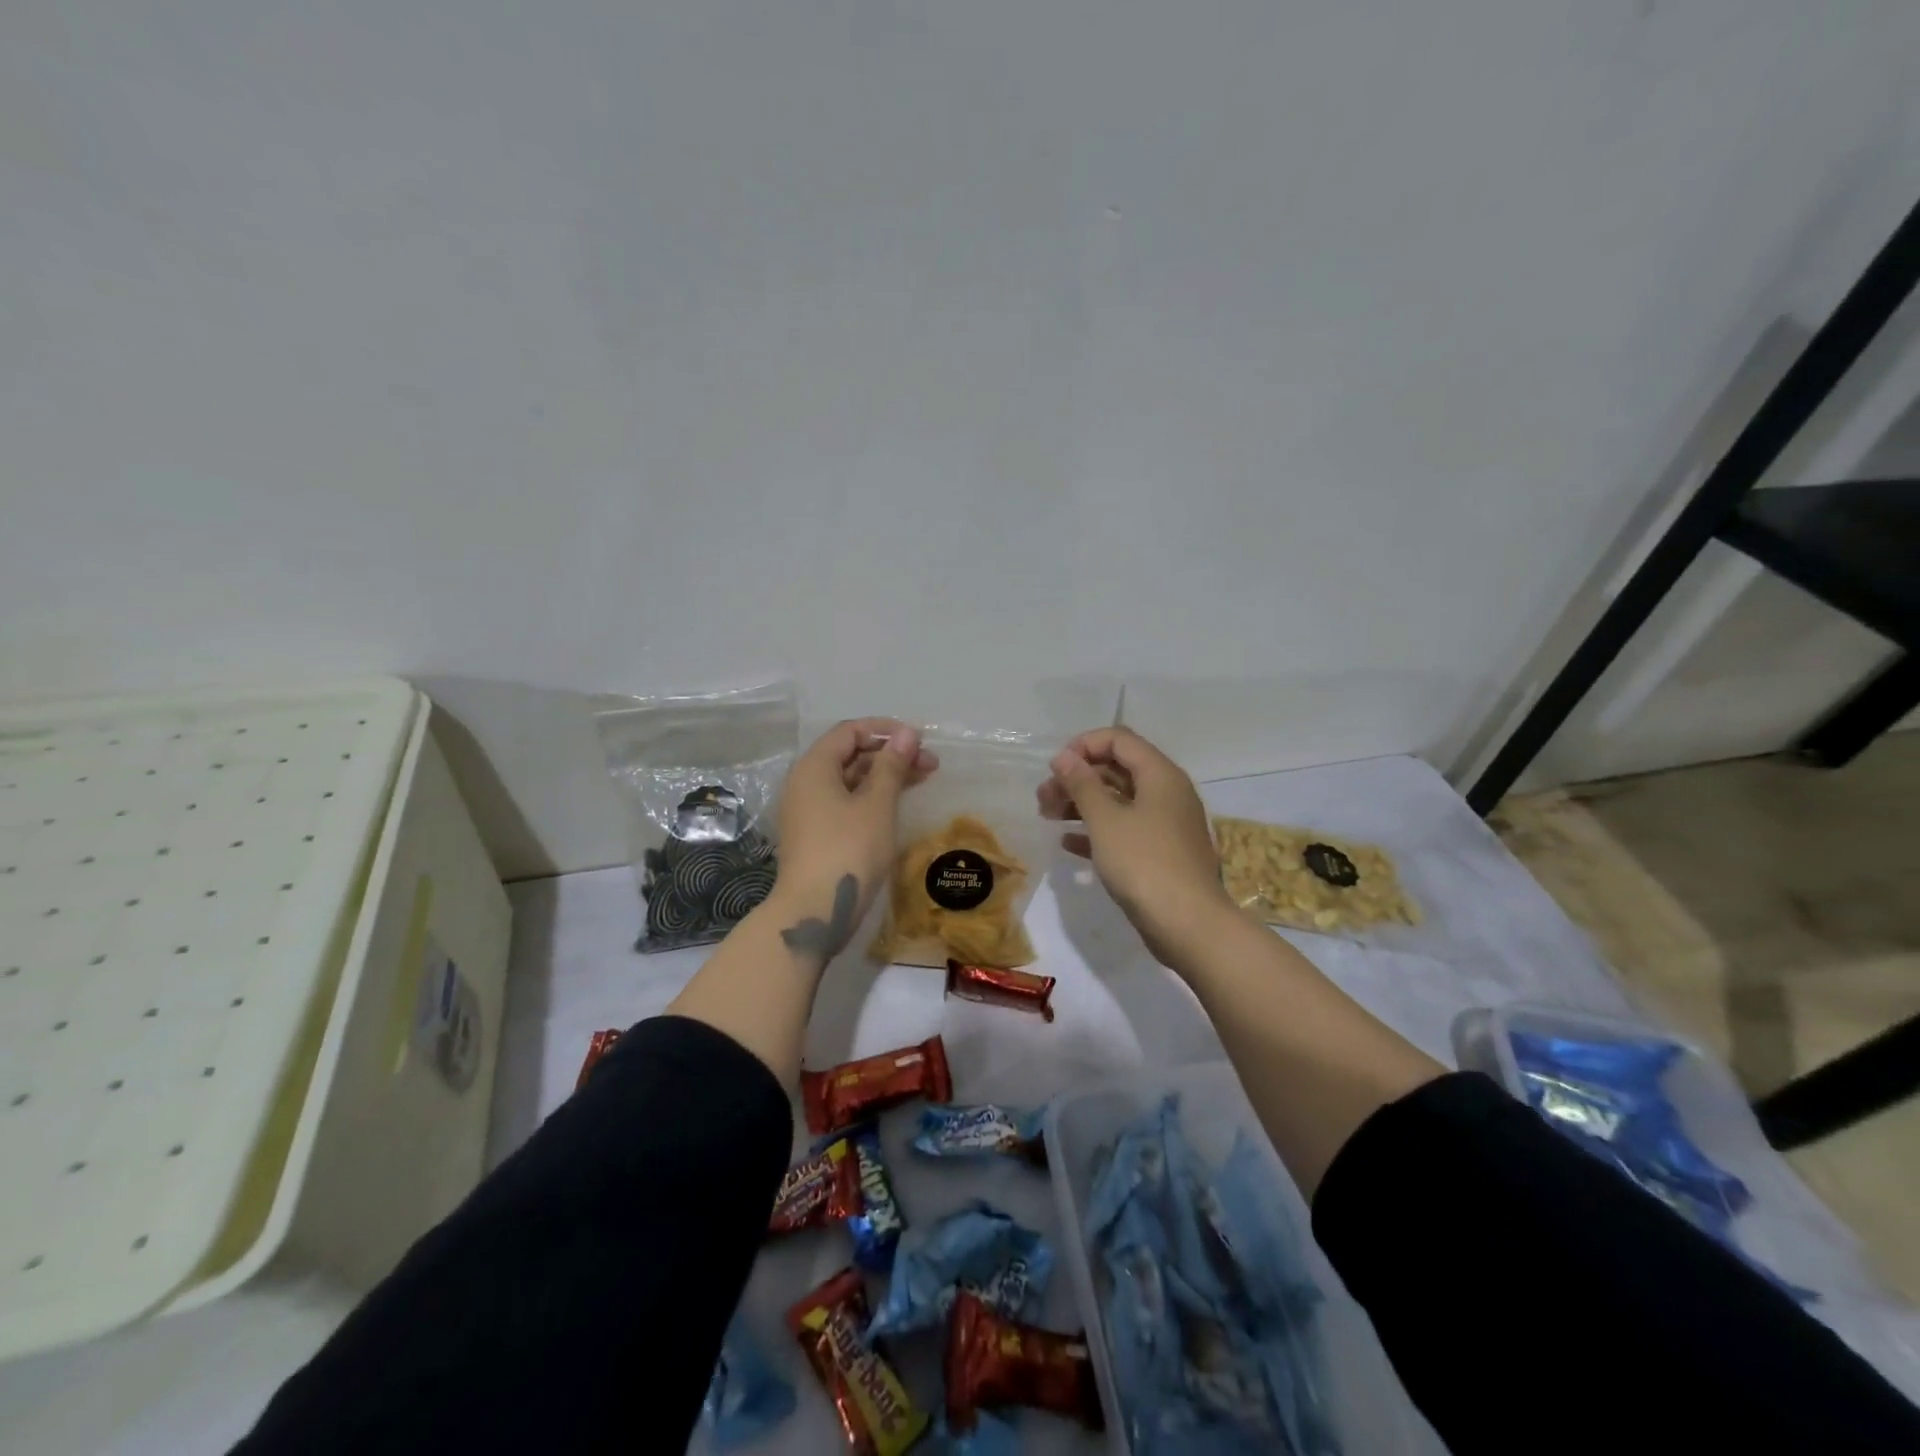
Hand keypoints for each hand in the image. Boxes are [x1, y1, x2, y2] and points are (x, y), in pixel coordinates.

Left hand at [771, 719, 937, 962]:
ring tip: (923, 780)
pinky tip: (897, 803)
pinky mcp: (816, 834)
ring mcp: (808, 810)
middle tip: (930, 764)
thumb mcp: (877, 805)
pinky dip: (872, 797)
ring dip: (885, 776)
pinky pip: (846, 802)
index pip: (850, 731)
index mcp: (814, 767)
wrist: (813, 912)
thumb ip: (892, 766)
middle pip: (850, 755)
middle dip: (890, 754)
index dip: (885, 730)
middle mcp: (805, 783)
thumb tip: (907, 734)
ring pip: (850, 780)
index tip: (918, 740)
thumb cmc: (848, 850)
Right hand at [1038, 727, 1236, 966]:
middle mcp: (1166, 793)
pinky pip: (1124, 830)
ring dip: (1082, 804)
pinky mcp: (1160, 853)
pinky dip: (1097, 830)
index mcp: (1159, 775)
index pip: (1119, 739)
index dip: (1083, 745)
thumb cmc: (1144, 863)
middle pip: (1117, 769)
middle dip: (1077, 777)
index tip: (1055, 767)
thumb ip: (1082, 784)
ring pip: (1118, 801)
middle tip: (1043, 797)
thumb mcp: (1105, 820)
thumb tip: (1064, 756)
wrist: (1188, 925)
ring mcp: (1165, 825)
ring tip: (1048, 816)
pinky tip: (1068, 842)